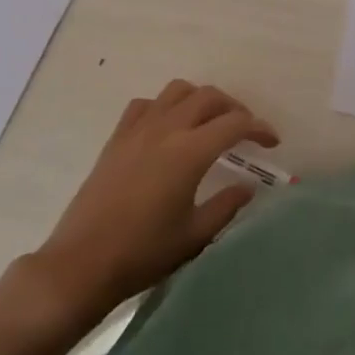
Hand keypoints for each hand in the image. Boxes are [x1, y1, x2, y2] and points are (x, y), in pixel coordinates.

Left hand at [28, 80, 278, 325]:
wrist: (82, 262)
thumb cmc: (144, 253)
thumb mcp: (195, 236)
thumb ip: (227, 206)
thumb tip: (248, 187)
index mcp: (189, 152)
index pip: (235, 124)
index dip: (259, 128)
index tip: (272, 142)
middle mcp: (166, 129)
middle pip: (209, 97)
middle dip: (234, 108)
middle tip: (246, 132)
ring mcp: (138, 130)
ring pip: (177, 91)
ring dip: (201, 99)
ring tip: (210, 122)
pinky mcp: (117, 138)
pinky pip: (146, 104)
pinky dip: (166, 106)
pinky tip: (169, 128)